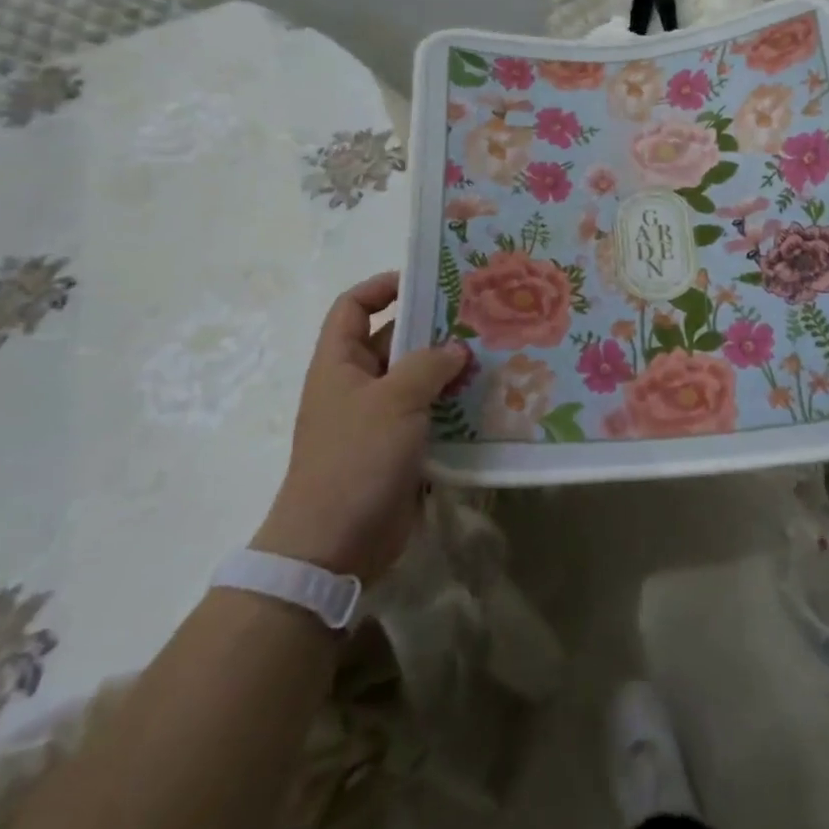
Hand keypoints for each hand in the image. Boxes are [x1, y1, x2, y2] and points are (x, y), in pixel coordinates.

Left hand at [252, 272, 469, 581]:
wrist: (333, 547)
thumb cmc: (355, 458)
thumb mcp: (394, 400)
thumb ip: (428, 365)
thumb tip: (456, 349)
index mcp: (340, 363)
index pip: (353, 307)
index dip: (382, 286)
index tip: (426, 281)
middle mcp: (357, 385)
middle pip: (394, 341)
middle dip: (433, 329)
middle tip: (480, 317)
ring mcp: (378, 420)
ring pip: (417, 380)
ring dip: (450, 370)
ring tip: (494, 355)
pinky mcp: (399, 450)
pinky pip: (429, 417)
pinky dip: (454, 408)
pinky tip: (488, 401)